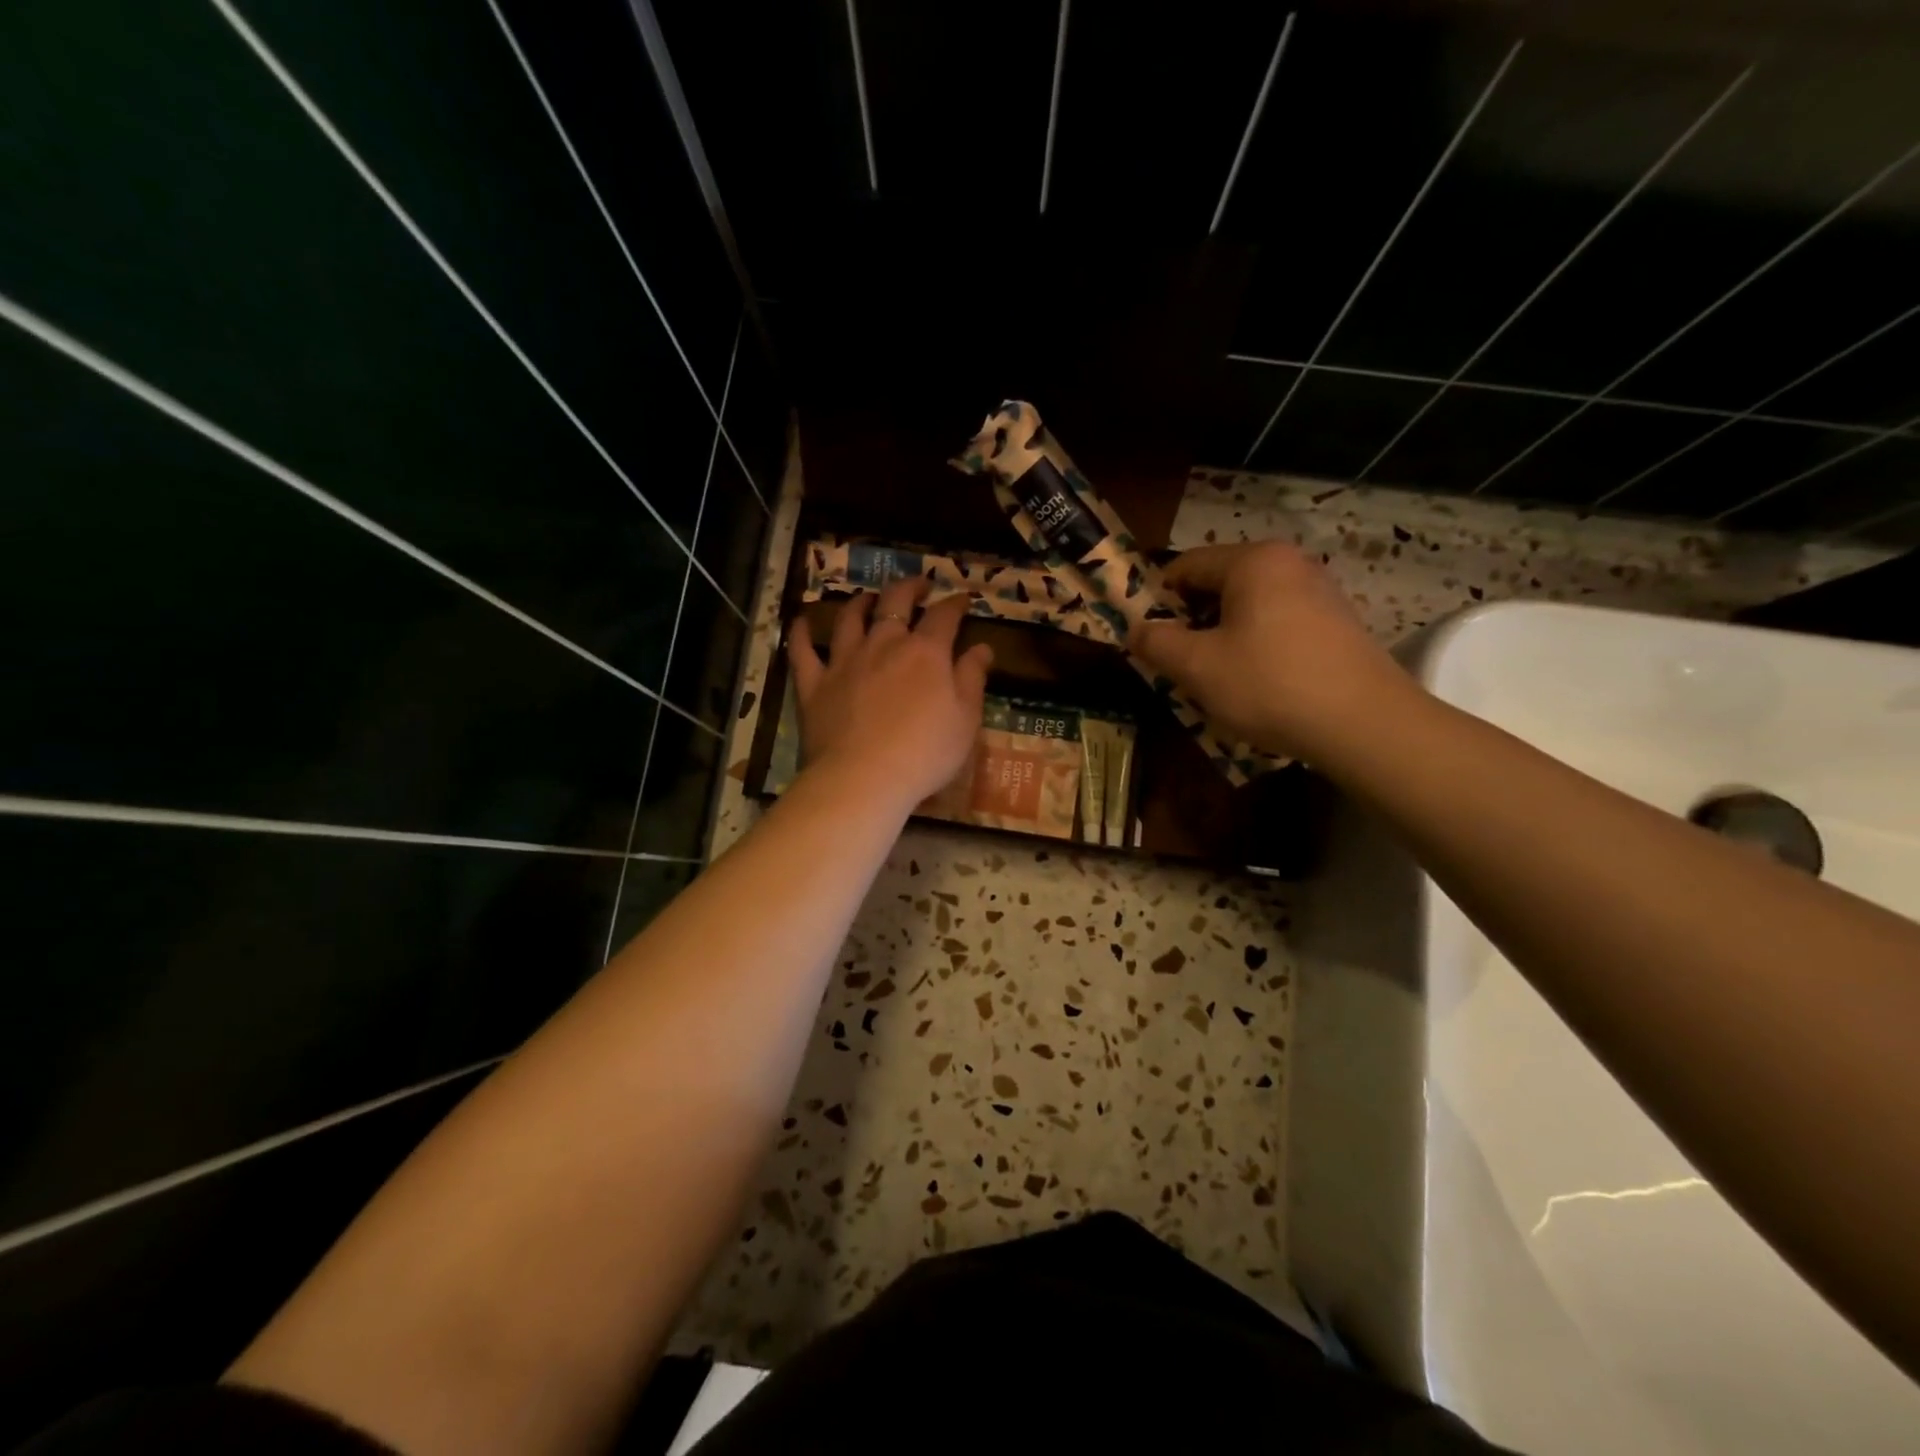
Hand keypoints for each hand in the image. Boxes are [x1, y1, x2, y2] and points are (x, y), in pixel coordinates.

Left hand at [788, 577, 993, 812]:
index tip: (964, 599)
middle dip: (910, 588)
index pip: (944, 616)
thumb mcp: (965, 720)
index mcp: (926, 652)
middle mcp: (884, 645)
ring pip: (850, 619)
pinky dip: (802, 633)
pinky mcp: (814, 684)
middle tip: (919, 585)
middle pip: (895, 602)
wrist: (864, 778)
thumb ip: (973, 679)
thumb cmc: (925, 753)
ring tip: (867, 598)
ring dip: (860, 602)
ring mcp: (845, 661)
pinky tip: (802, 622)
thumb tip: (982, 647)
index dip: (956, 603)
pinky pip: (802, 651)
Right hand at [1130, 540, 1414, 760]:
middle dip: (1191, 618)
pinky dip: (1255, 641)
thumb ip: (1157, 643)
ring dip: (1222, 633)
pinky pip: (1278, 620)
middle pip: (1219, 582)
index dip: (1157, 598)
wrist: (1364, 723)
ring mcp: (1319, 590)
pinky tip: (1256, 679)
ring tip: (1215, 675)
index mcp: (1253, 561)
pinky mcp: (1337, 621)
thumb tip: (1134, 630)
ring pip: (1249, 604)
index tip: (1146, 635)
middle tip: (1178, 660)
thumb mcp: (1198, 667)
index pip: (1186, 565)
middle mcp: (1289, 563)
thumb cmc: (1269, 684)